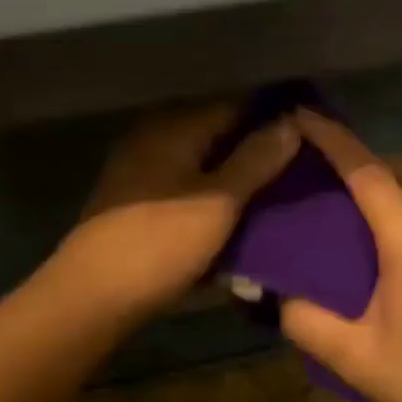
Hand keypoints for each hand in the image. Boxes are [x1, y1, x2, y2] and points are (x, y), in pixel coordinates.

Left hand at [53, 103, 298, 324]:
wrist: (92, 296)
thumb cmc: (160, 243)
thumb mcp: (219, 202)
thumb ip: (256, 159)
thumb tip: (292, 121)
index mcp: (175, 126)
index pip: (236, 105)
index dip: (274, 118)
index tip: (310, 135)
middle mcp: (155, 135)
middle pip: (219, 131)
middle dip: (257, 147)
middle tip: (299, 167)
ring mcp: (141, 166)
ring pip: (203, 158)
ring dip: (235, 171)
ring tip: (275, 189)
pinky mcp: (136, 197)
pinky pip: (185, 180)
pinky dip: (211, 189)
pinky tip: (234, 209)